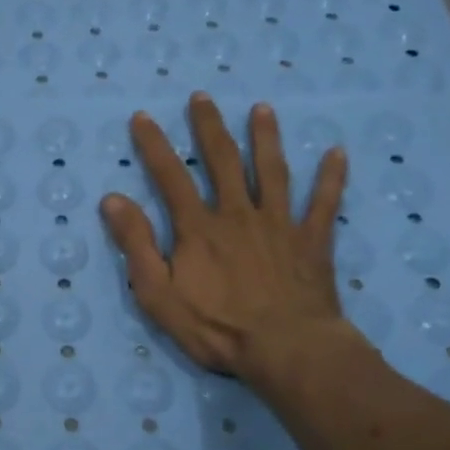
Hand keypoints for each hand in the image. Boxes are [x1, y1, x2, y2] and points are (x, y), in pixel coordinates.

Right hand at [100, 93, 370, 408]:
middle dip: (209, 127)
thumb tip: (112, 199)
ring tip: (263, 110)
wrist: (288, 351)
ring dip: (266, 138)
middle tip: (202, 97)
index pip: (170, 176)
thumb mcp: (158, 294)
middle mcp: (238, 214)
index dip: (154, 145)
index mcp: (199, 227)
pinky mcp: (312, 242)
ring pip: (273, 172)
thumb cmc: (217, 327)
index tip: (143, 116)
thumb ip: (136, 244)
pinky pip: (324, 204)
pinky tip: (336, 153)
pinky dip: (331, 178)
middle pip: (223, 161)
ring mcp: (279, 225)